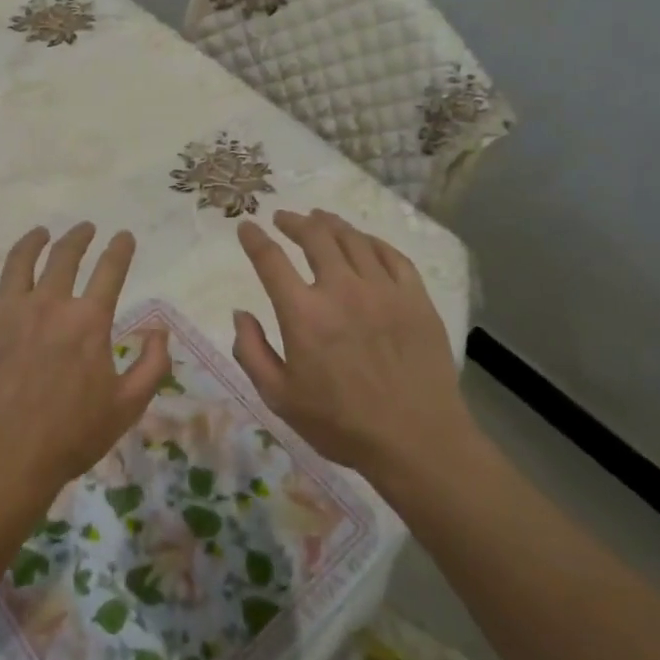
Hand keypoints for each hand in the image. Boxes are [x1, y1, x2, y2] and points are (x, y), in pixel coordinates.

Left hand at [0, 223, 170, 514]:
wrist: (2, 459)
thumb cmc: (70, 436)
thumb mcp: (127, 406)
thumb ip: (152, 365)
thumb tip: (161, 329)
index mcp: (88, 320)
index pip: (110, 270)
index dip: (120, 249)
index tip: (124, 236)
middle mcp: (48, 303)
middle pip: (64, 256)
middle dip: (78, 237)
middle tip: (85, 229)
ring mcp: (5, 309)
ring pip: (20, 261)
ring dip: (33, 241)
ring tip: (40, 233)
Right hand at [232, 209, 470, 477]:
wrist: (418, 441)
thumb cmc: (341, 424)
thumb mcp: (279, 398)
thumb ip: (252, 352)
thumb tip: (240, 314)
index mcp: (304, 313)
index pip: (271, 260)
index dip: (255, 239)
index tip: (247, 226)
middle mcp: (342, 290)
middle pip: (314, 236)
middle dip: (293, 221)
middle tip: (284, 218)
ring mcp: (383, 290)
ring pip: (352, 239)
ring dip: (330, 224)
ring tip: (319, 219)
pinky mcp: (415, 297)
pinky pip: (391, 254)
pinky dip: (370, 241)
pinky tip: (362, 241)